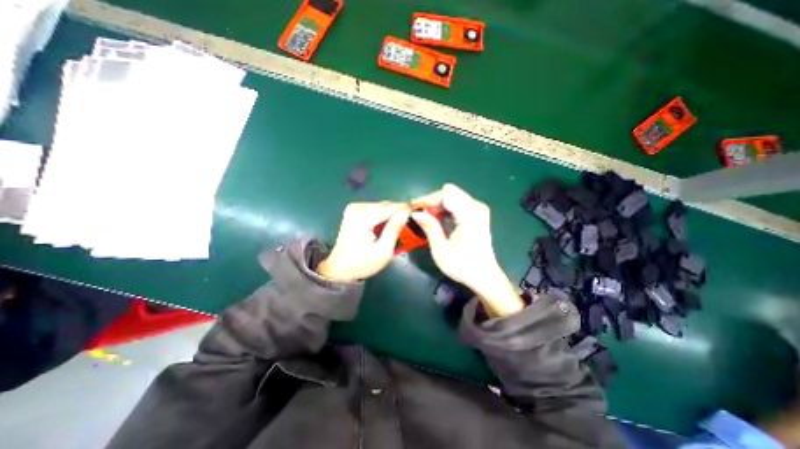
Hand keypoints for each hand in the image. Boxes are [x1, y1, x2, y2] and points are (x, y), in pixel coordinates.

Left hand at [316, 201, 408, 280]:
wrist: (340, 269)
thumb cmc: (362, 263)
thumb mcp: (383, 251)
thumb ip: (394, 229)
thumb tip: (407, 212)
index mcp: (362, 217)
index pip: (390, 207)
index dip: (406, 210)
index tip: (419, 216)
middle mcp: (357, 207)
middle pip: (386, 205)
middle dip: (399, 213)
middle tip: (410, 226)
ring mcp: (354, 208)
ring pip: (382, 206)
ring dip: (392, 215)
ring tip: (399, 228)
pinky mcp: (355, 210)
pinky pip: (376, 209)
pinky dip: (384, 216)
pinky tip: (387, 227)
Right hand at [411, 182, 525, 315]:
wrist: (484, 276)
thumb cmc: (462, 266)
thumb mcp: (441, 249)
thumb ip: (429, 227)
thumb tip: (415, 212)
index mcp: (470, 215)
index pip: (446, 194)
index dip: (428, 199)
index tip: (414, 209)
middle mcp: (476, 207)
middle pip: (449, 193)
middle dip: (432, 202)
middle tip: (419, 215)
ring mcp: (478, 209)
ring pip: (453, 196)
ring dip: (438, 205)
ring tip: (426, 219)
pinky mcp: (477, 214)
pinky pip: (457, 203)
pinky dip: (445, 209)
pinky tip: (438, 220)